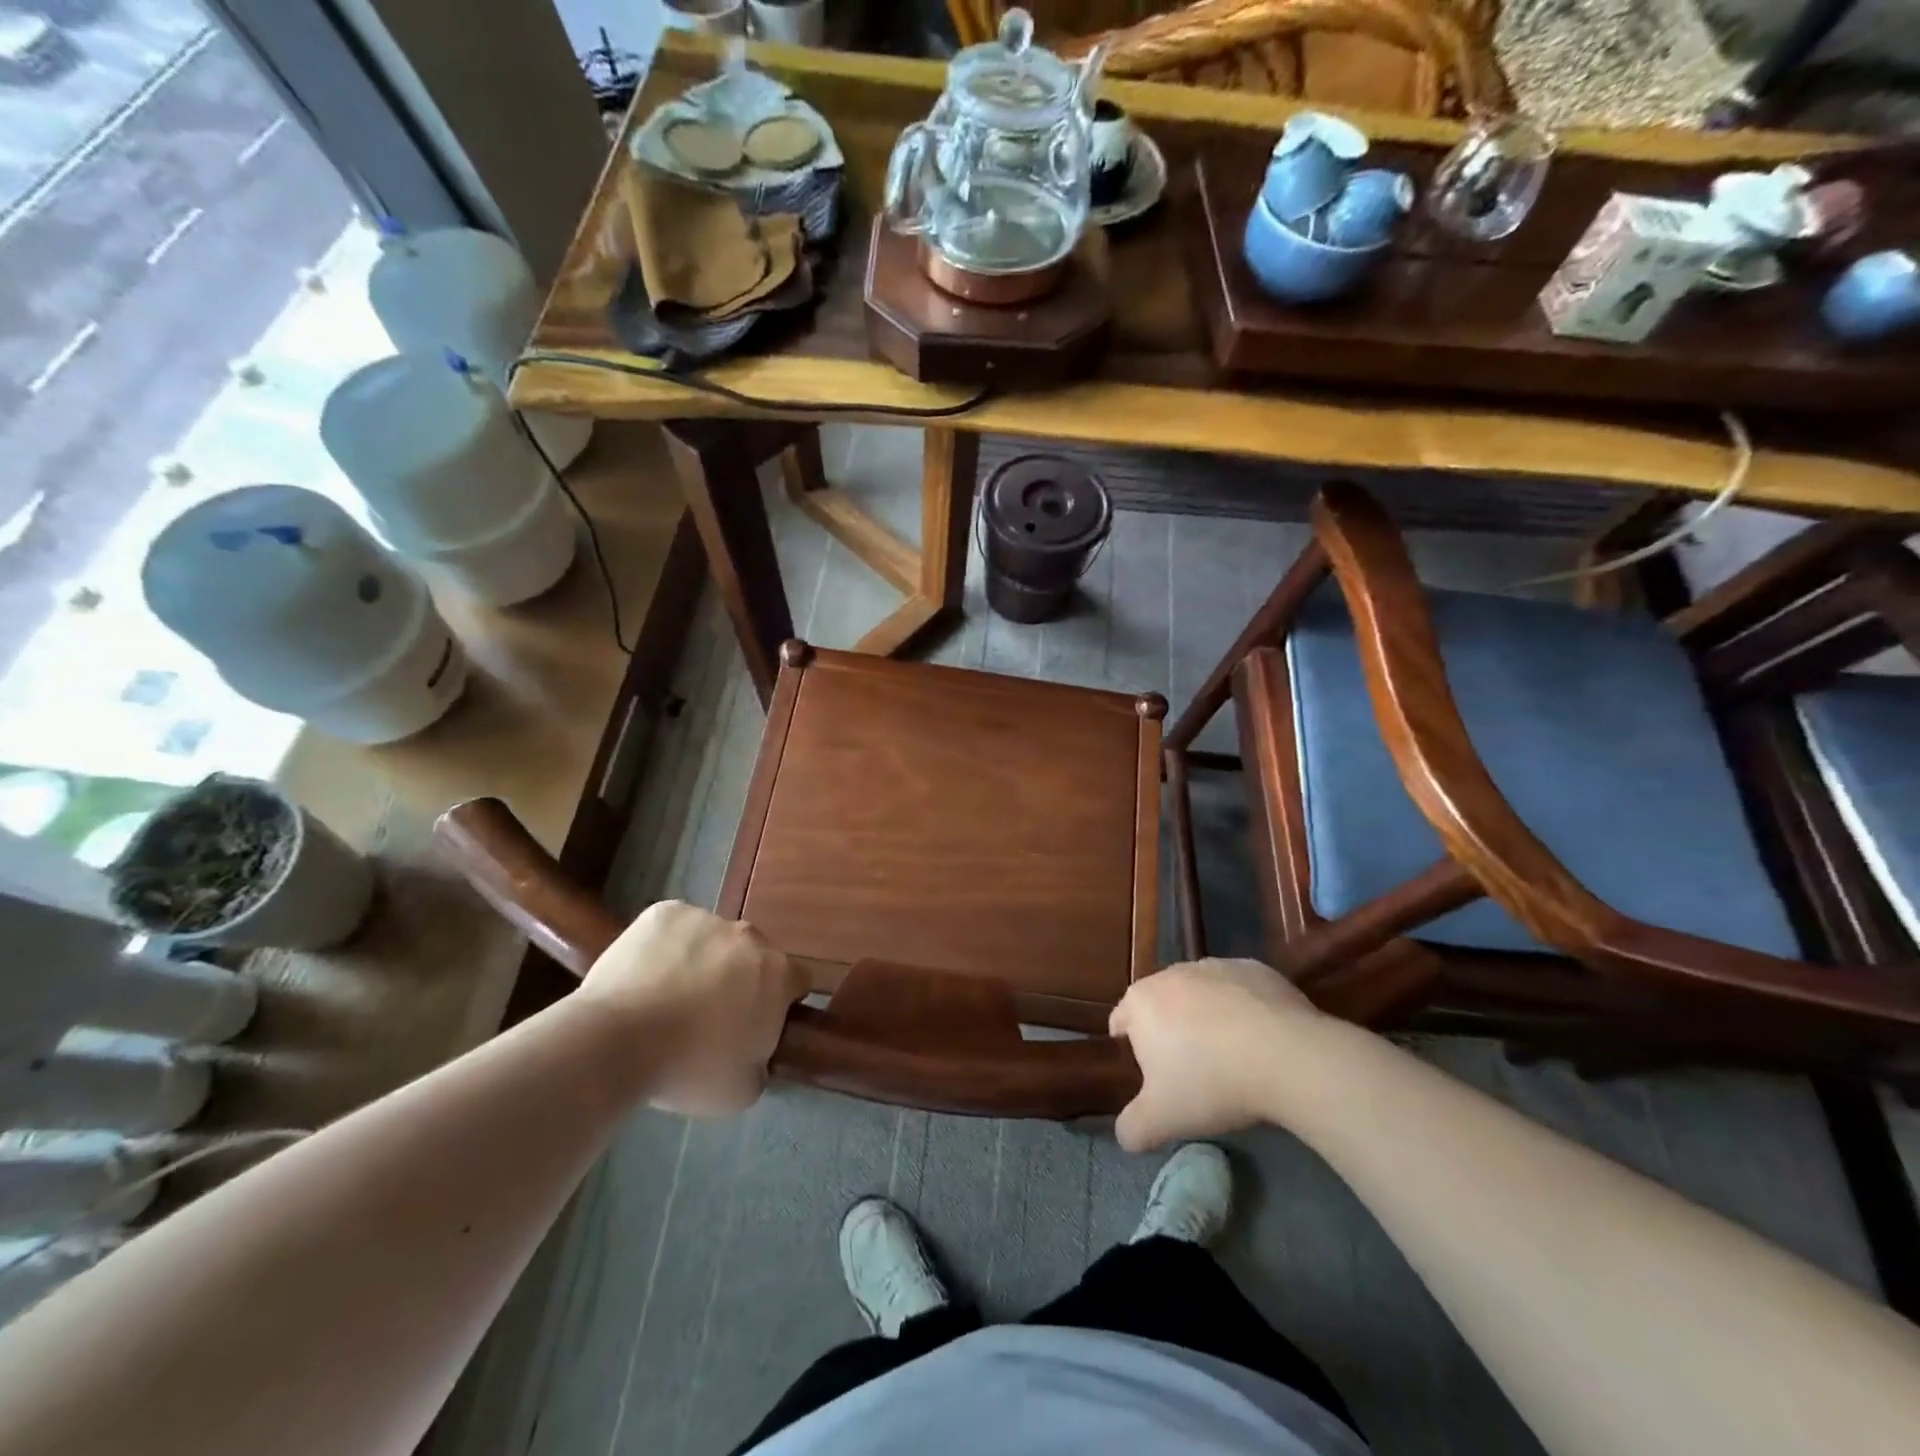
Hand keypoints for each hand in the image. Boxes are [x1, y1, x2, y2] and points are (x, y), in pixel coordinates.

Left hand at [578, 901, 806, 1115]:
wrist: (615, 1041)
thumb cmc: (688, 1068)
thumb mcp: (743, 1090)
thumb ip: (762, 1062)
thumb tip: (755, 1053)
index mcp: (778, 973)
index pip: (797, 981)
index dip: (780, 1004)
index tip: (756, 1026)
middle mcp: (750, 936)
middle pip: (753, 956)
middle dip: (739, 980)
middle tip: (709, 1018)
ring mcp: (705, 918)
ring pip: (712, 940)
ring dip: (702, 962)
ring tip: (666, 1000)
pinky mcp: (664, 912)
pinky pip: (674, 929)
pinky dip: (666, 948)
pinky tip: (644, 978)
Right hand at [1108, 958, 1319, 1151]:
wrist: (1286, 1056)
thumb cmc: (1211, 1082)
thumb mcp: (1161, 1120)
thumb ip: (1131, 1128)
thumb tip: (1126, 1133)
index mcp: (1140, 1002)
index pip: (1121, 1021)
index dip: (1130, 1050)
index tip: (1151, 1077)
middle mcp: (1171, 973)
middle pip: (1162, 1005)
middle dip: (1170, 1032)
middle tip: (1191, 1071)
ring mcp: (1215, 966)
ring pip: (1200, 995)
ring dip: (1206, 1018)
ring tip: (1230, 1057)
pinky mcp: (1254, 968)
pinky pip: (1238, 991)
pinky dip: (1242, 1010)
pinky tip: (1260, 1040)